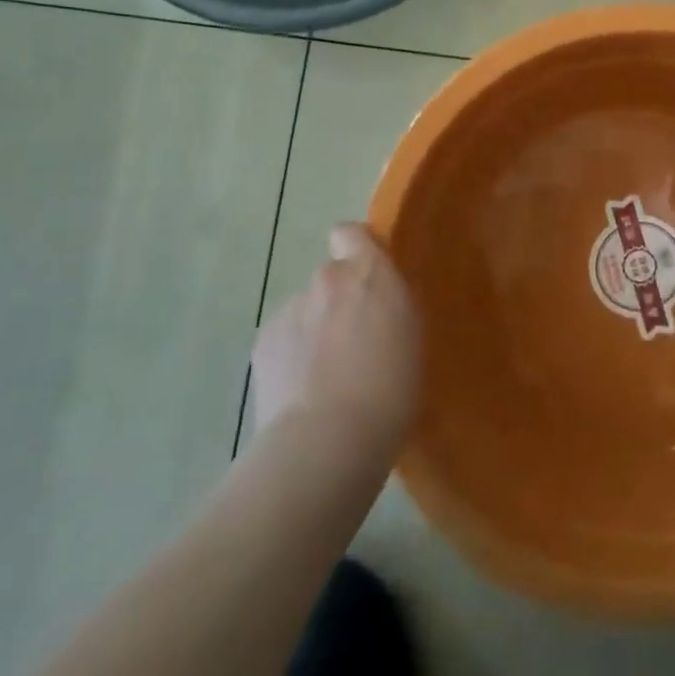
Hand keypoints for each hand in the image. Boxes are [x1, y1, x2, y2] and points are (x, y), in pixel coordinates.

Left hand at [251, 224, 421, 454]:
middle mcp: (327, 280)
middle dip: (338, 301)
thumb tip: (375, 309)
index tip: (367, 277)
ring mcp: (290, 310)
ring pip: (305, 311)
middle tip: (354, 342)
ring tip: (326, 378)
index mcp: (369, 274)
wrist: (326, 442)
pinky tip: (302, 393)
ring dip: (314, 330)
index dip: (355, 249)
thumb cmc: (390, 390)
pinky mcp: (263, 343)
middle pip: (330, 278)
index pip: (350, 233)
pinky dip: (292, 357)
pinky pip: (284, 339)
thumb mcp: (411, 338)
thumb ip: (390, 307)